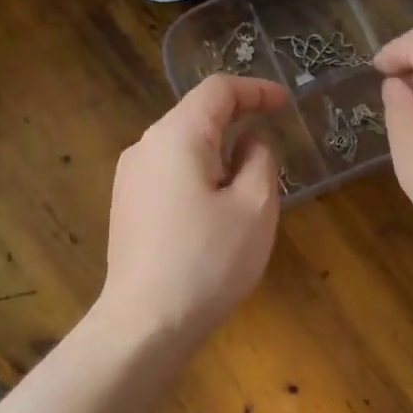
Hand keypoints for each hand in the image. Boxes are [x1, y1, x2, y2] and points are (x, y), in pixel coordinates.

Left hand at [97, 74, 288, 344]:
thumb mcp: (254, 206)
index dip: (256, 90)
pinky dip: (200, 175)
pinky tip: (216, 211)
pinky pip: (170, 174)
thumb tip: (249, 142)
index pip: (218, 90)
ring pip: (183, 148)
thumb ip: (259, 160)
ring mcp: (130, 179)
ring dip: (220, 153)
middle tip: (273, 145)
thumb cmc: (209, 260)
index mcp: (176, 136)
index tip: (285, 103)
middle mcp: (145, 147)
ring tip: (249, 186)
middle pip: (196, 116)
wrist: (146, 323)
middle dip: (238, 122)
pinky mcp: (127, 207)